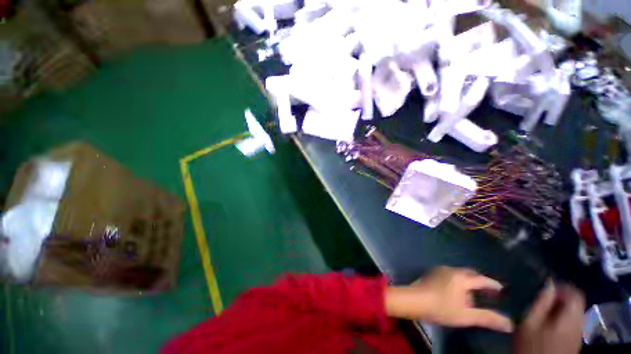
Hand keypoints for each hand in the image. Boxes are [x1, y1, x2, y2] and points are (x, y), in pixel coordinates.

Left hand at [385, 267, 513, 332]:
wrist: (415, 299)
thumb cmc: (441, 307)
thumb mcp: (467, 316)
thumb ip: (488, 318)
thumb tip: (510, 324)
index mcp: (461, 278)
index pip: (481, 279)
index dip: (492, 284)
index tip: (500, 288)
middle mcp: (451, 270)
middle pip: (469, 273)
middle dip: (479, 281)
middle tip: (487, 291)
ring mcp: (439, 270)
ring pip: (458, 273)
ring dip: (467, 281)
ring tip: (472, 292)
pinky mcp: (431, 273)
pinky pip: (448, 274)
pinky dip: (456, 280)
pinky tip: (455, 290)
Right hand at [513, 281, 584, 353]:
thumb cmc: (532, 345)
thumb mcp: (530, 323)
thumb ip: (541, 303)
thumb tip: (549, 284)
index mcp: (570, 318)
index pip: (576, 294)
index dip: (563, 287)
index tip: (546, 287)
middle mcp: (579, 324)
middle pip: (576, 303)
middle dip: (560, 297)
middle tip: (542, 298)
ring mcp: (578, 333)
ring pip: (574, 312)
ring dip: (561, 307)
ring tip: (543, 309)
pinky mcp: (575, 340)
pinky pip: (572, 321)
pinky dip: (562, 316)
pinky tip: (549, 321)